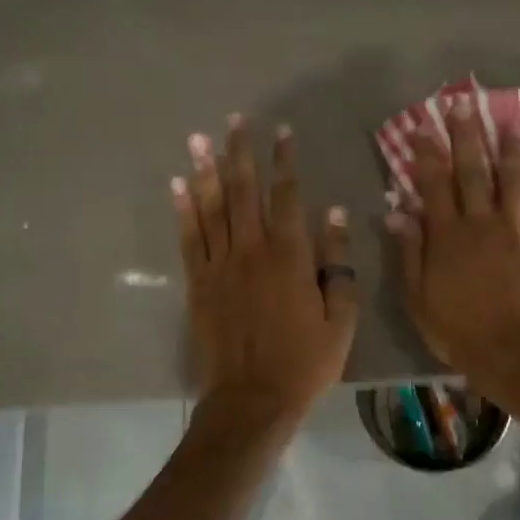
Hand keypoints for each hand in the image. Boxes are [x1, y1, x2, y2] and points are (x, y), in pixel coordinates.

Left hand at [173, 115, 358, 423]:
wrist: (253, 398)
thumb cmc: (305, 361)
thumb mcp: (340, 317)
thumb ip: (338, 263)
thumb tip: (335, 214)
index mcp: (290, 256)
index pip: (287, 196)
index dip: (285, 161)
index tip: (282, 132)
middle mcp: (252, 250)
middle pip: (244, 192)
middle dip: (241, 153)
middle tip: (235, 121)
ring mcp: (220, 266)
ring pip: (212, 208)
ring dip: (206, 170)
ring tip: (199, 139)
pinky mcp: (199, 283)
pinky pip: (189, 239)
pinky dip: (184, 210)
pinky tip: (178, 185)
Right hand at [386, 91, 519, 388]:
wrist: (508, 352)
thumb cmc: (455, 328)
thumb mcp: (417, 296)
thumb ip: (409, 251)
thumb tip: (397, 213)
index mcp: (447, 234)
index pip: (433, 182)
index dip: (426, 152)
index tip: (421, 127)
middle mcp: (481, 221)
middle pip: (473, 169)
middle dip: (466, 134)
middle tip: (462, 104)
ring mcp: (517, 230)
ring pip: (515, 179)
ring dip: (512, 149)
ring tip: (511, 124)